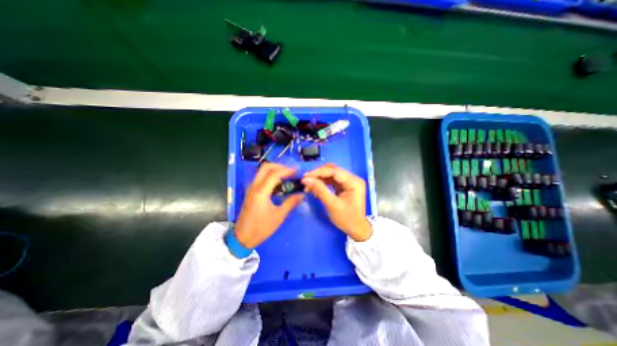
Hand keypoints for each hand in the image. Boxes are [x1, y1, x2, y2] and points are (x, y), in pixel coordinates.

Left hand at [234, 162, 302, 248]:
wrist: (242, 237)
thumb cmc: (261, 228)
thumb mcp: (278, 216)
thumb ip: (290, 203)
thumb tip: (302, 195)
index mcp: (261, 192)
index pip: (274, 174)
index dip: (287, 170)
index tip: (297, 171)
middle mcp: (254, 187)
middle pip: (265, 167)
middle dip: (279, 166)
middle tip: (290, 171)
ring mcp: (251, 188)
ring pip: (262, 171)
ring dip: (274, 170)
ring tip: (286, 175)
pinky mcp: (251, 192)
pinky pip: (261, 178)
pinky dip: (270, 176)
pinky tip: (278, 183)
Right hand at [304, 163, 370, 239]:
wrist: (356, 229)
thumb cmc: (347, 219)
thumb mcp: (332, 205)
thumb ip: (319, 190)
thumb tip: (306, 179)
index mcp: (354, 182)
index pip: (334, 171)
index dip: (319, 172)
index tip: (306, 176)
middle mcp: (353, 179)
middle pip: (333, 171)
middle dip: (318, 175)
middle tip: (306, 181)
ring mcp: (348, 182)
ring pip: (331, 175)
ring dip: (319, 179)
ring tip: (309, 186)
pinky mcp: (344, 186)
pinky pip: (331, 180)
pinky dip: (323, 183)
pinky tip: (315, 188)